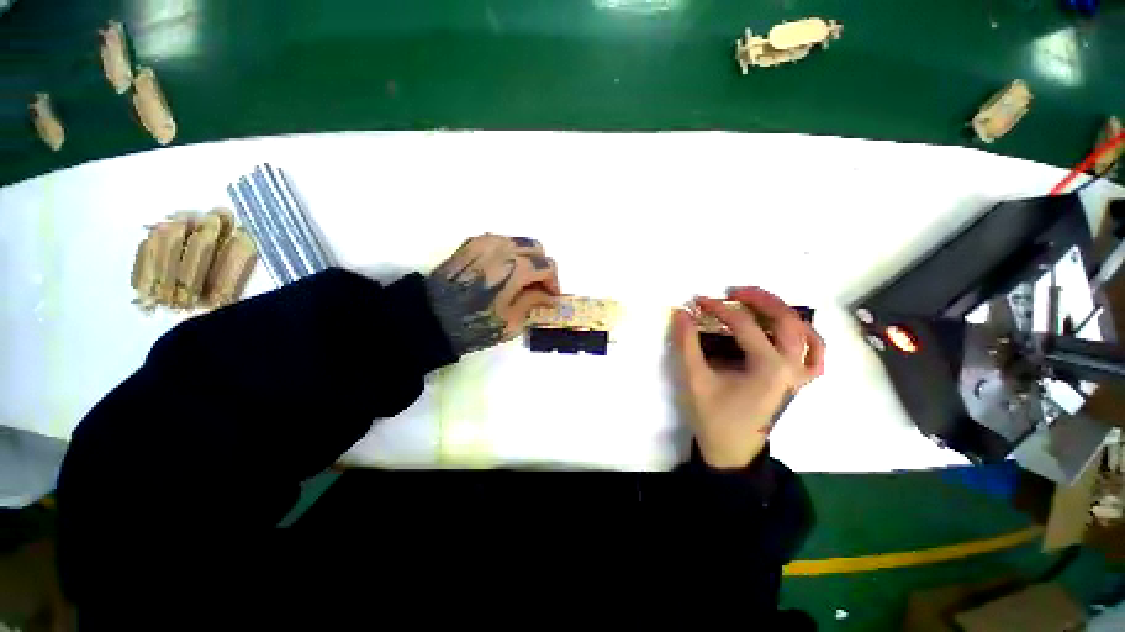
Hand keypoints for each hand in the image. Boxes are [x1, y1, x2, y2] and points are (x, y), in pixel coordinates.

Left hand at [426, 234, 560, 354]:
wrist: (430, 318)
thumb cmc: (472, 326)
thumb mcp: (511, 323)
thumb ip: (534, 302)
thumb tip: (550, 296)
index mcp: (514, 270)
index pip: (546, 266)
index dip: (554, 282)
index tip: (552, 297)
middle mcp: (502, 249)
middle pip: (536, 247)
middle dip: (542, 266)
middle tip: (539, 287)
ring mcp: (484, 243)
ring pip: (518, 241)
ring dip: (527, 258)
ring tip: (522, 278)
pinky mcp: (470, 244)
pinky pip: (500, 240)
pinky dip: (509, 252)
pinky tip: (505, 269)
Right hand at [673, 287, 825, 468]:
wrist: (732, 451)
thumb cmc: (712, 416)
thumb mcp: (694, 379)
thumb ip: (686, 344)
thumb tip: (681, 313)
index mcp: (768, 368)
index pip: (744, 324)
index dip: (719, 308)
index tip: (698, 302)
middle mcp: (792, 368)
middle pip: (786, 320)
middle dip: (760, 299)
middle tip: (734, 291)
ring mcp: (800, 376)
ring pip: (805, 332)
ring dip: (783, 312)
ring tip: (758, 303)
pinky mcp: (799, 382)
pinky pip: (816, 354)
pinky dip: (806, 336)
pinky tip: (789, 330)